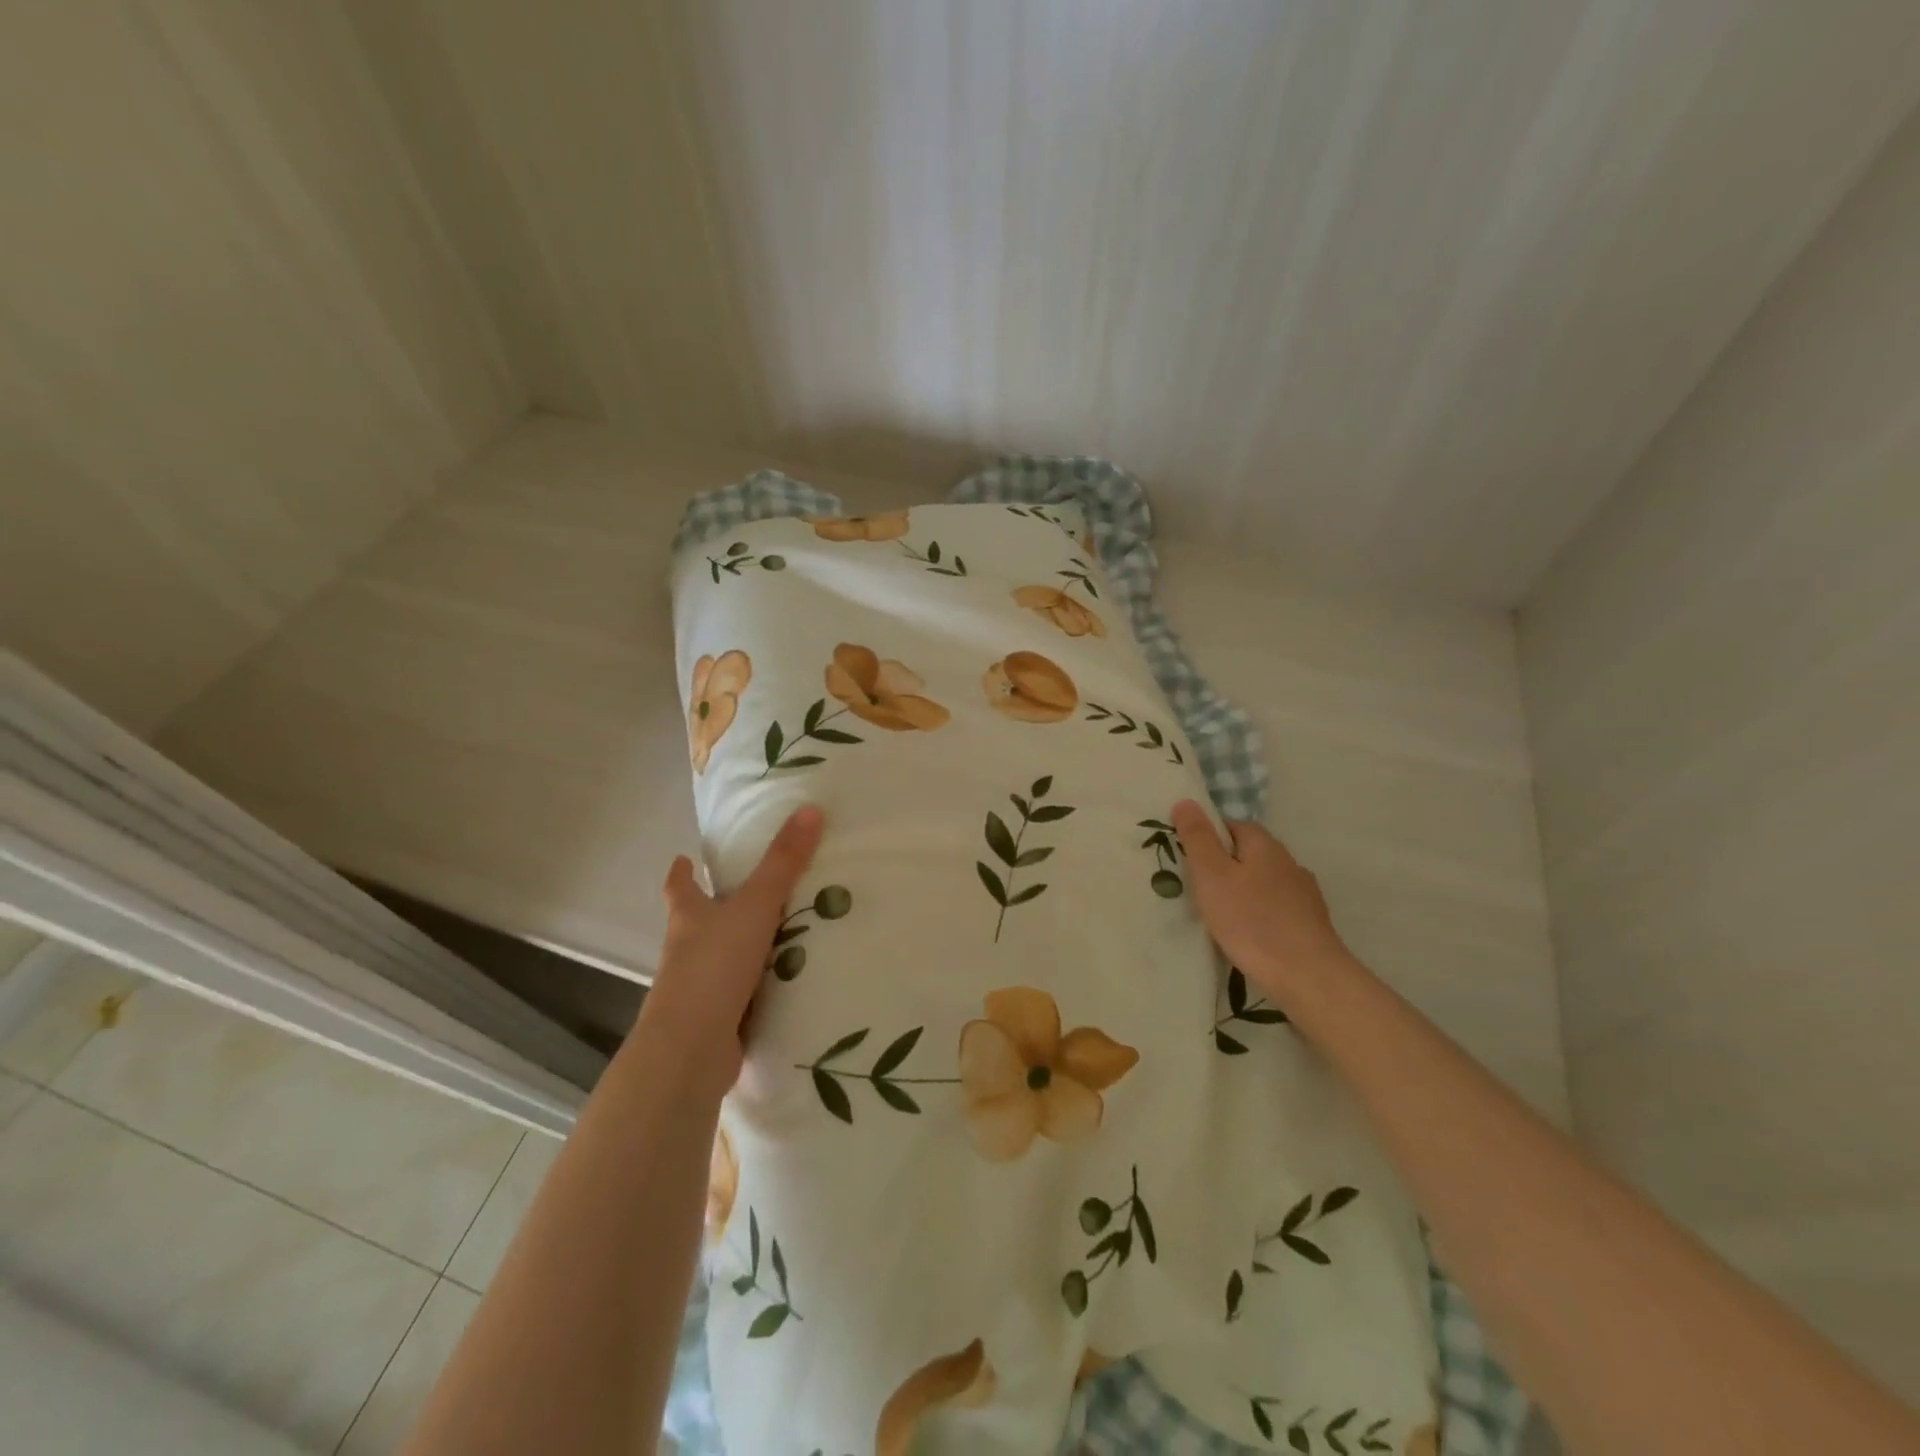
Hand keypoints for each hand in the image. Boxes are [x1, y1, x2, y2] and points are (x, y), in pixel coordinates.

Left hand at [637, 806, 824, 1096]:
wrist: (691, 1049)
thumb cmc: (714, 966)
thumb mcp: (754, 906)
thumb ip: (783, 863)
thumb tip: (810, 809)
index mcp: (689, 919)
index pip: (679, 887)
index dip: (682, 872)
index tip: (683, 858)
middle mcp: (687, 952)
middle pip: (698, 924)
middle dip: (717, 911)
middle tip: (752, 895)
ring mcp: (698, 991)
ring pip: (721, 961)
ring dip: (743, 951)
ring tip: (784, 938)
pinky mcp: (715, 1023)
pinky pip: (741, 997)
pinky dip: (758, 990)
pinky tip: (786, 987)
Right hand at [1170, 799, 1350, 1002]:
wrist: (1307, 975)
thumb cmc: (1251, 920)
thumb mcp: (1212, 875)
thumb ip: (1198, 838)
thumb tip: (1186, 801)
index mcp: (1265, 845)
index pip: (1234, 825)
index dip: (1210, 837)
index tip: (1189, 858)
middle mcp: (1289, 862)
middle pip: (1251, 854)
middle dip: (1226, 865)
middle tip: (1199, 887)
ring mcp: (1305, 894)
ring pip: (1265, 882)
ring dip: (1245, 891)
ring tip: (1222, 914)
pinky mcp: (1311, 923)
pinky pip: (1277, 908)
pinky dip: (1261, 914)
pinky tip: (1249, 934)